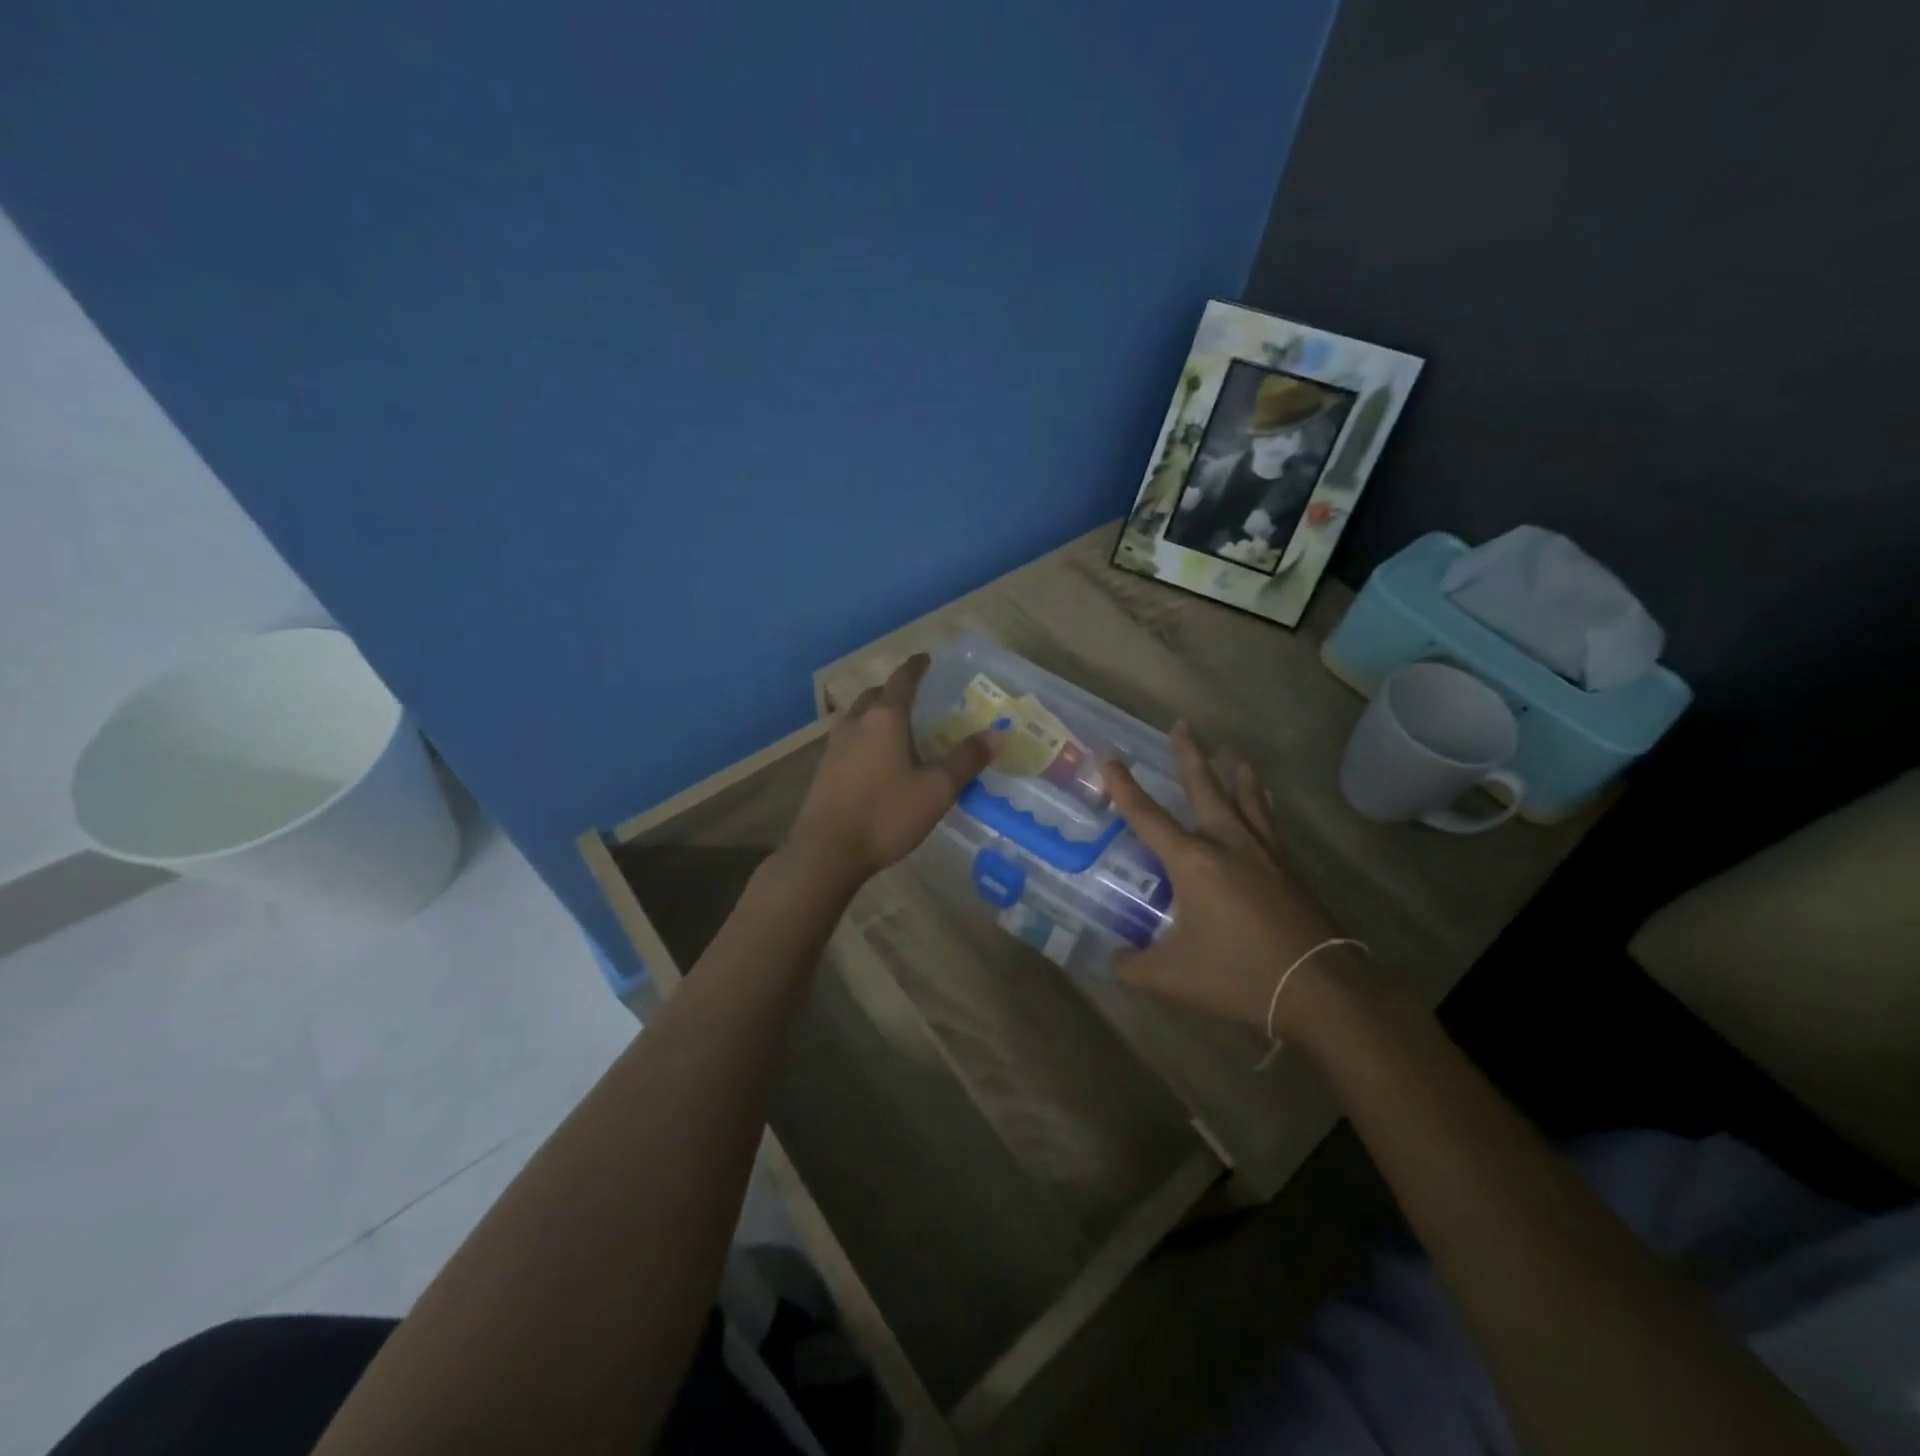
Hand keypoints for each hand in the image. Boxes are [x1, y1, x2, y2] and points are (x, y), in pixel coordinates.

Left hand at [788, 654, 997, 888]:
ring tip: (898, 727)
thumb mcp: (937, 789)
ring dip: (877, 713)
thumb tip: (997, 734)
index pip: (903, 680)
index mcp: (884, 718)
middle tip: (917, 697)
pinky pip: (849, 739)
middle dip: (895, 690)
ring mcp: (834, 745)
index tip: (926, 658)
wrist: (827, 851)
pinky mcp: (824, 769)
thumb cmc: (886, 814)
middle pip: (876, 695)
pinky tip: (877, 759)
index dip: (917, 667)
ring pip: (859, 716)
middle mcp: (856, 722)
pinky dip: (866, 736)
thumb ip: (966, 760)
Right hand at [1101, 723, 1342, 1035]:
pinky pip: (1269, 822)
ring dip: (1236, 771)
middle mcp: (1228, 843)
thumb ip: (1133, 966)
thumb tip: (1114, 960)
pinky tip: (1264, 805)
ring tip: (1233, 750)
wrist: (1320, 988)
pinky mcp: (1290, 868)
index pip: (1147, 815)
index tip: (1109, 757)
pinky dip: (1261, 803)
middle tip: (1182, 724)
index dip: (1123, 786)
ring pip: (1246, 797)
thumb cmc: (1239, 974)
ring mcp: (1264, 852)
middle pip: (1204, 787)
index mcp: (1193, 861)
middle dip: (1189, 754)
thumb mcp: (1172, 977)